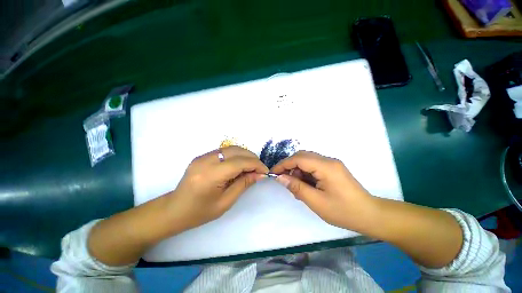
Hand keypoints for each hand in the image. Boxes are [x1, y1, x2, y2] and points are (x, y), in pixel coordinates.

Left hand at [167, 146, 268, 230]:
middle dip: (252, 158)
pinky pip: (224, 151)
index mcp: (211, 175)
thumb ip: (243, 184)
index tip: (265, 171)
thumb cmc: (199, 212)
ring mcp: (203, 156)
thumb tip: (260, 174)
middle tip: (259, 169)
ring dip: (245, 155)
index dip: (256, 165)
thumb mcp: (225, 202)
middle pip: (236, 151)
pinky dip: (236, 156)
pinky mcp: (202, 156)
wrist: (174, 209)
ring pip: (231, 148)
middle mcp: (206, 160)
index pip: (239, 162)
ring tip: (251, 167)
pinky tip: (239, 165)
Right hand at [271, 151, 374, 230]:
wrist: (369, 215)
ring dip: (297, 170)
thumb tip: (280, 177)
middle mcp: (328, 160)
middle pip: (302, 156)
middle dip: (289, 166)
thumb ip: (296, 187)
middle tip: (283, 180)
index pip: (299, 158)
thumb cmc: (343, 211)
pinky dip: (305, 173)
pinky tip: (305, 185)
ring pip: (307, 160)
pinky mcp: (332, 168)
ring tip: (295, 186)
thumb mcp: (316, 202)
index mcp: (326, 167)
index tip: (273, 173)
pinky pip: (313, 166)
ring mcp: (331, 163)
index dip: (283, 164)